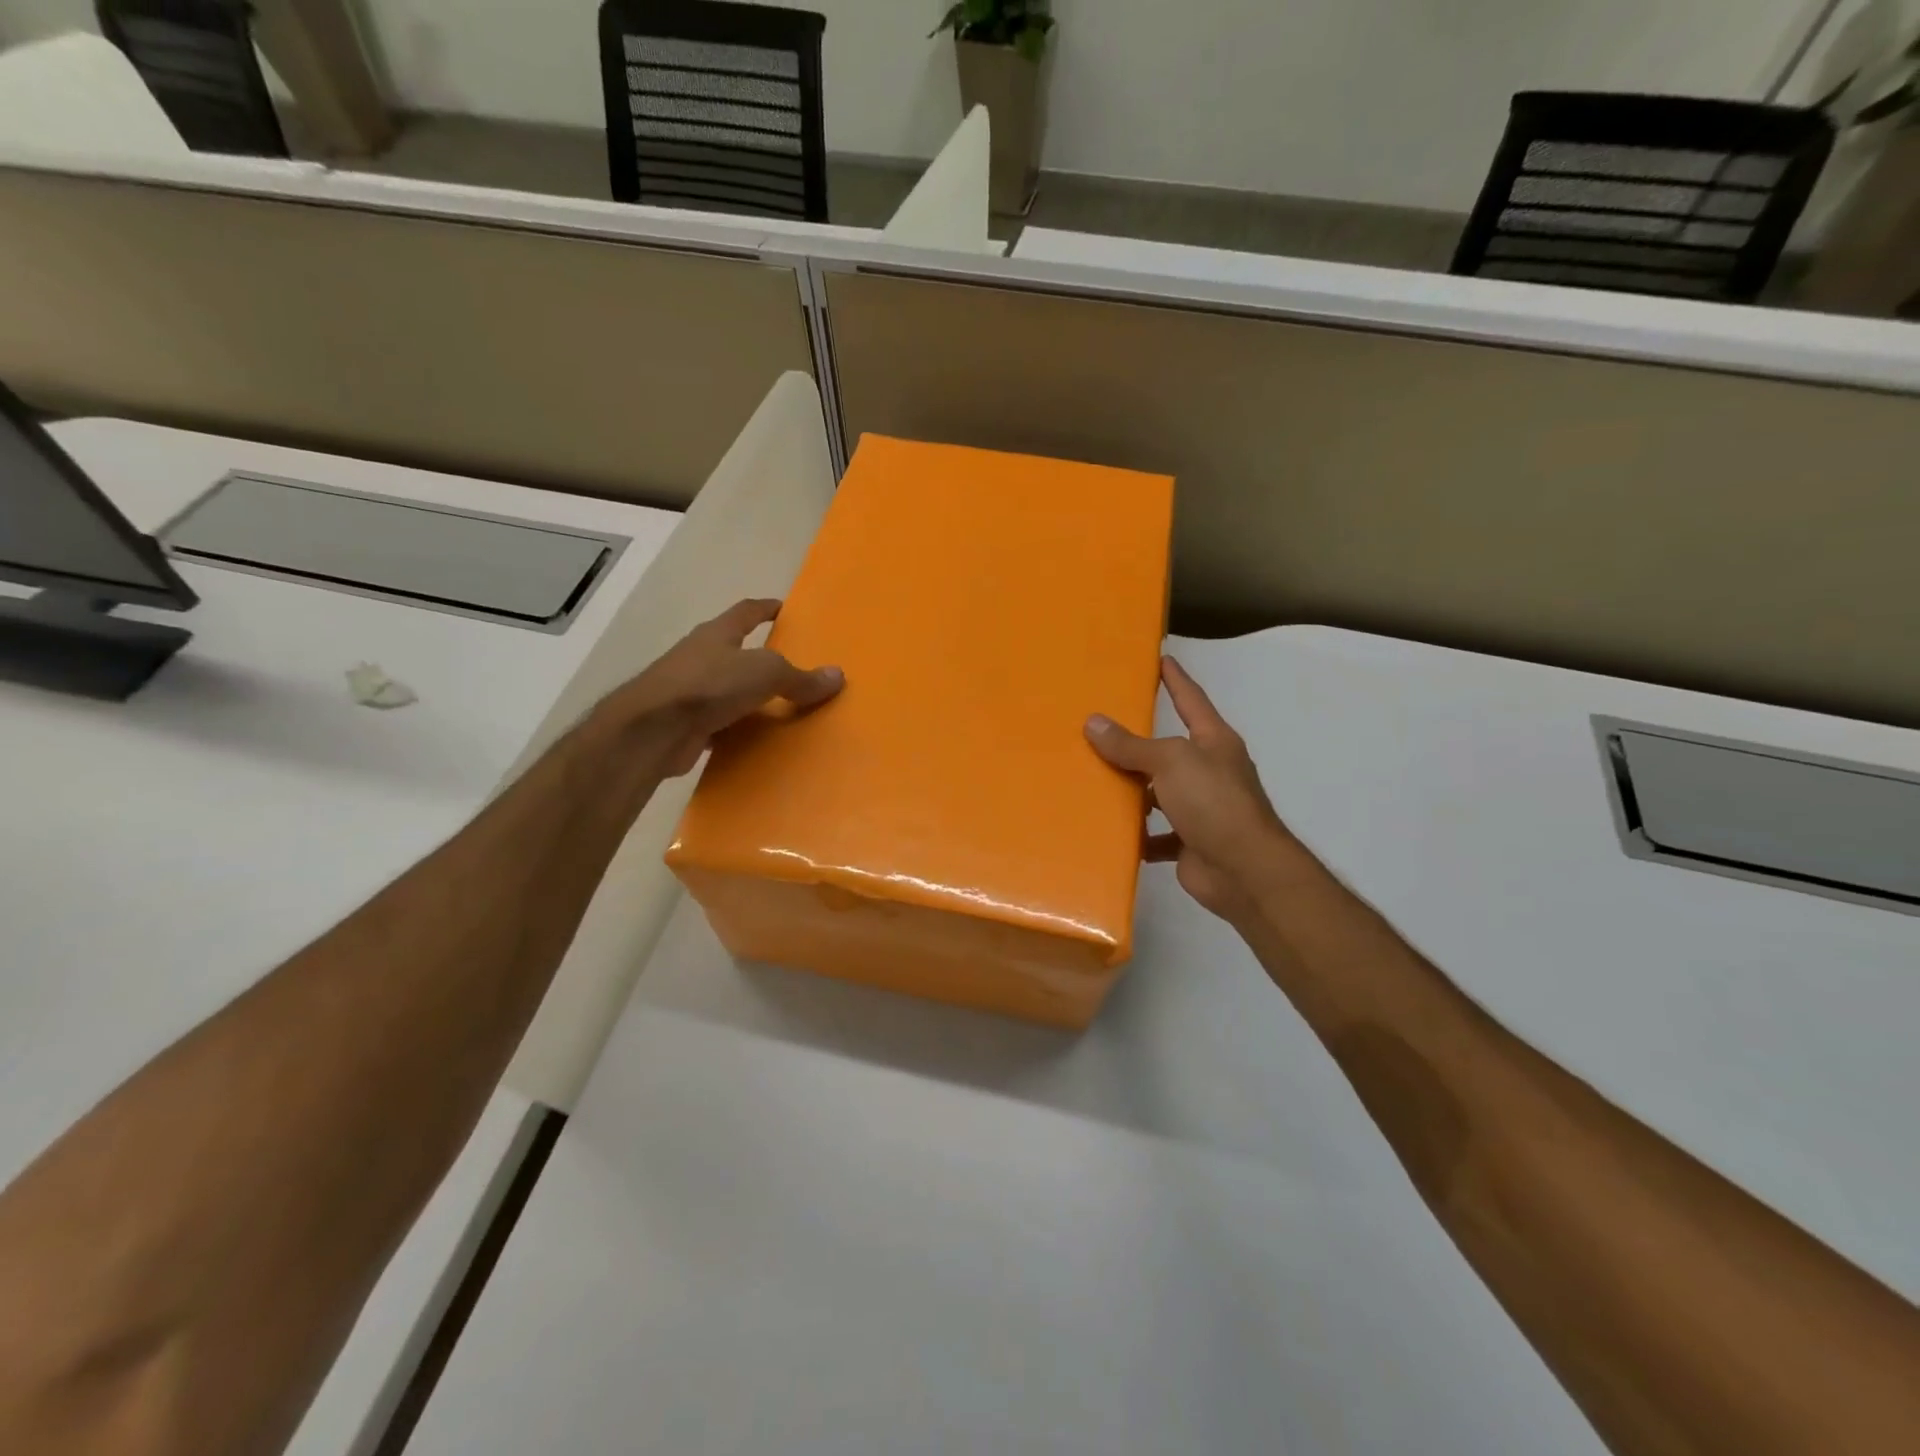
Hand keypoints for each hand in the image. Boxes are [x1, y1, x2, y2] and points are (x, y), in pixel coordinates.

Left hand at [595, 598, 843, 776]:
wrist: (653, 729)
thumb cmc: (709, 685)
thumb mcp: (765, 673)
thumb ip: (801, 677)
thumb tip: (838, 676)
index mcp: (718, 634)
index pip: (746, 611)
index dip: (766, 608)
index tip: (784, 608)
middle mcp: (700, 656)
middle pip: (735, 650)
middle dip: (760, 656)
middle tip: (792, 666)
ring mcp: (689, 690)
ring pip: (727, 689)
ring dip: (749, 696)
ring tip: (782, 707)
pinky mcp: (684, 723)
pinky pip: (720, 722)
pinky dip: (738, 728)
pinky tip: (757, 739)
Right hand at [1086, 657, 1297, 925]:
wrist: (1244, 871)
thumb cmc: (1213, 802)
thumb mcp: (1170, 762)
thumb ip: (1131, 745)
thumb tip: (1093, 722)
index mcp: (1214, 742)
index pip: (1191, 700)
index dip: (1175, 679)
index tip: (1160, 658)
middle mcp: (1210, 771)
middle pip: (1168, 750)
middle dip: (1138, 743)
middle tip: (1099, 727)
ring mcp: (1201, 809)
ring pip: (1159, 793)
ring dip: (1132, 792)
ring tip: (1092, 781)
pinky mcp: (1190, 842)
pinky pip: (1156, 834)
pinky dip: (1137, 834)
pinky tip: (1109, 830)